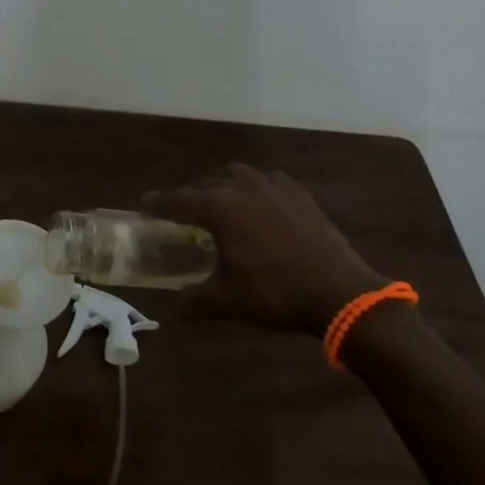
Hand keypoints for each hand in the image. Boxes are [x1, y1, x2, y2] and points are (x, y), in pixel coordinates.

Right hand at [147, 165, 383, 334]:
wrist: (340, 291)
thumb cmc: (276, 294)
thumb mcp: (229, 302)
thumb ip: (196, 301)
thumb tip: (176, 308)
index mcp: (219, 207)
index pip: (177, 200)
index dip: (158, 204)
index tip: (144, 206)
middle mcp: (241, 186)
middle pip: (205, 184)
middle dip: (190, 196)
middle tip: (182, 213)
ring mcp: (272, 185)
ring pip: (235, 176)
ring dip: (221, 186)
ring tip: (219, 204)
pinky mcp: (297, 192)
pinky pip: (266, 181)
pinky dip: (253, 189)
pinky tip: (258, 205)